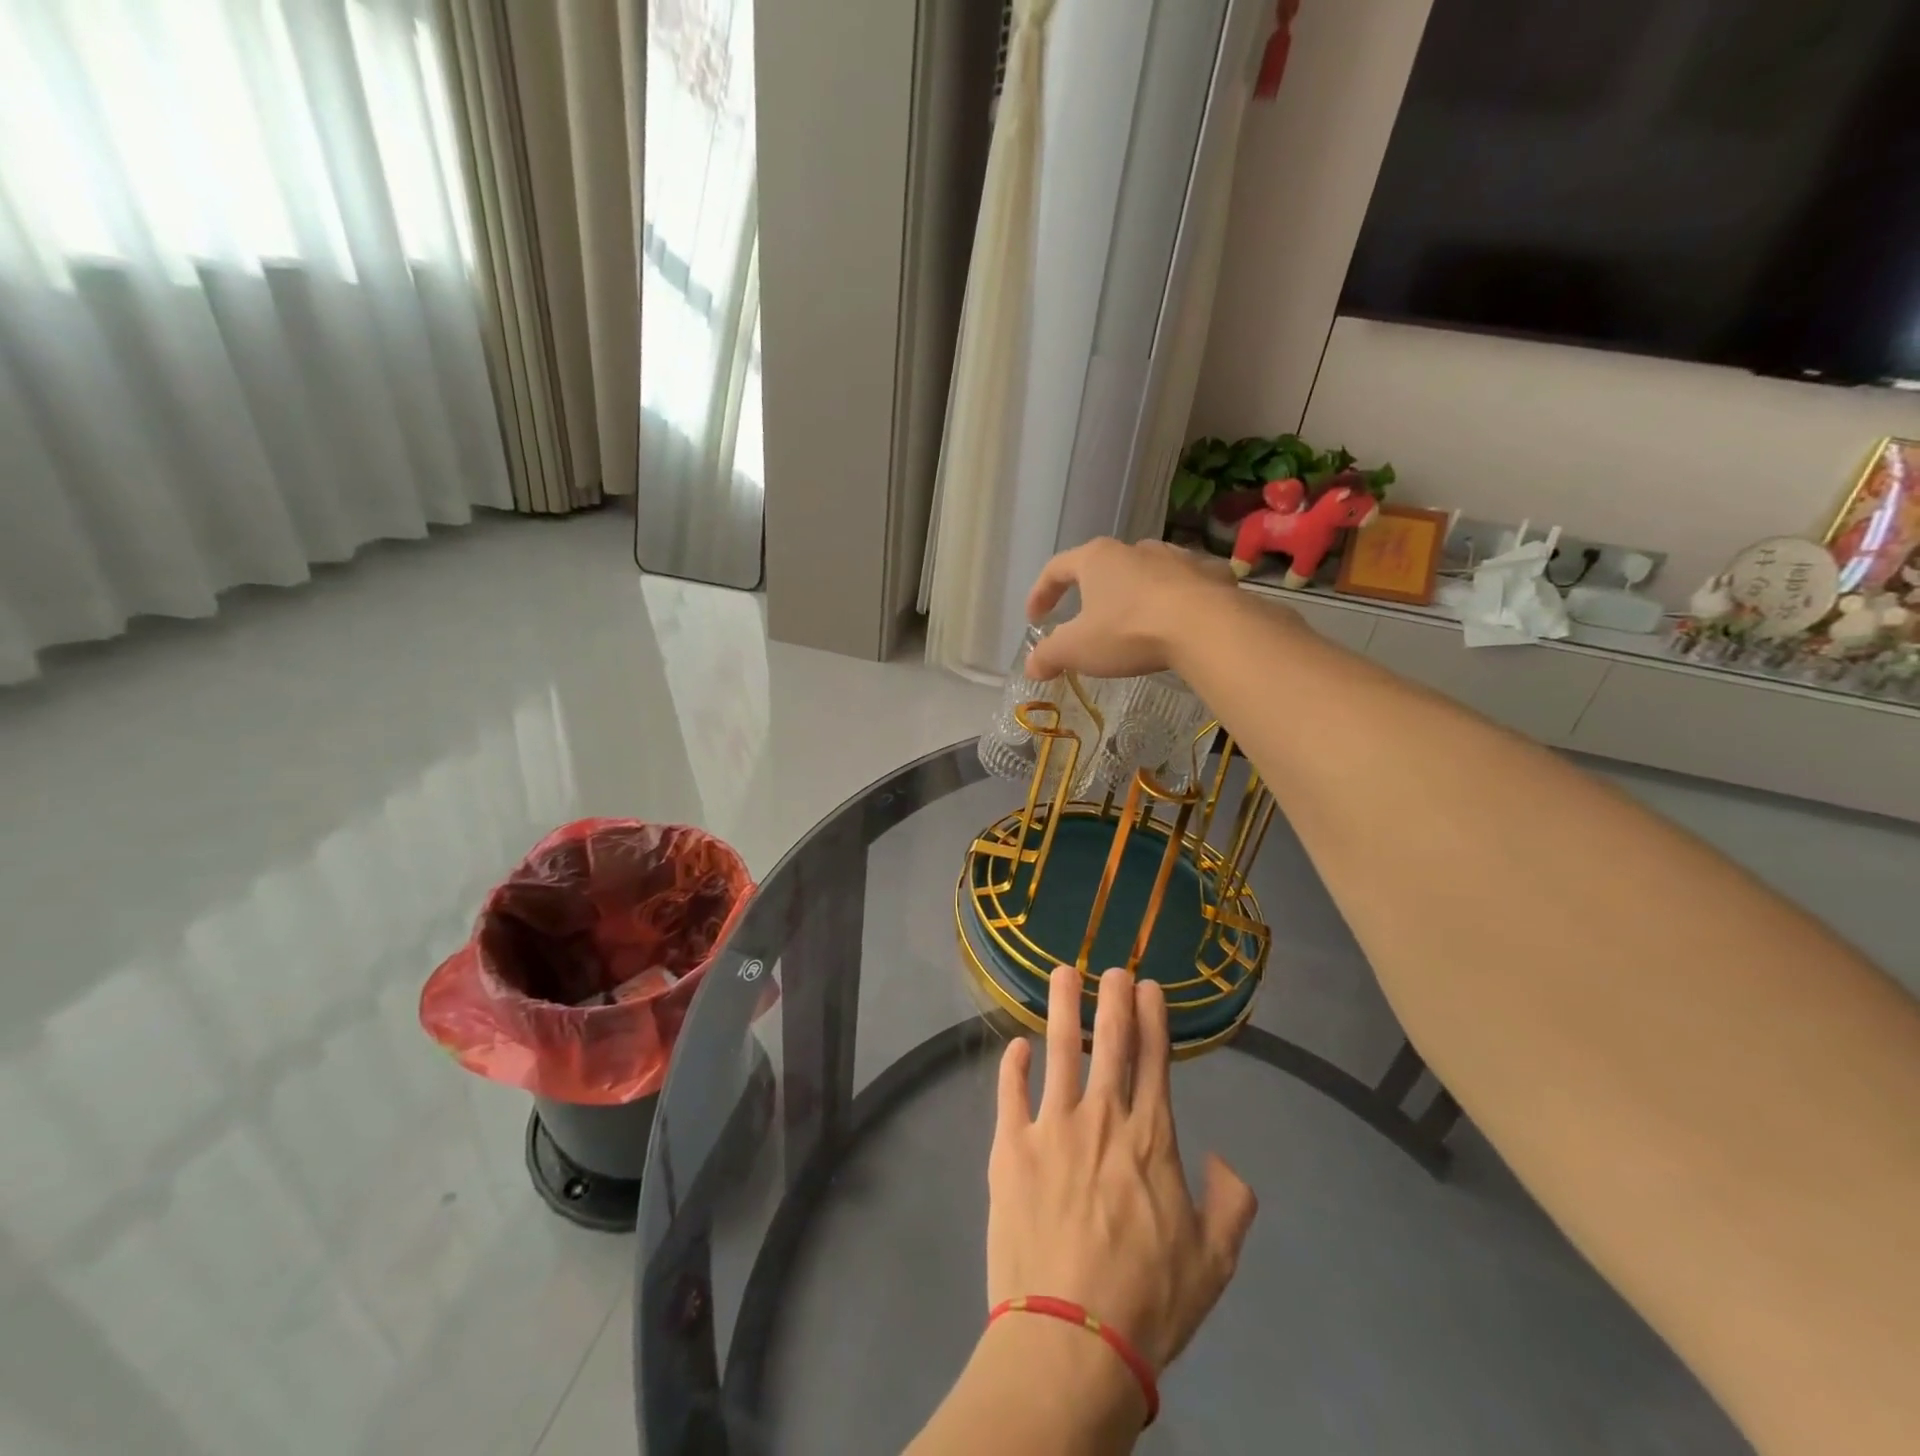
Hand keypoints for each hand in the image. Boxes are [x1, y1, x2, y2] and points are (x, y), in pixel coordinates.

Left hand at [987, 966, 1258, 1372]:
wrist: (1071, 1338)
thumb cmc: (1147, 1303)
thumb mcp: (1214, 1263)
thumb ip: (1231, 1205)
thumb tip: (1226, 1160)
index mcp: (1150, 1139)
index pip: (1154, 1059)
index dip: (1154, 1017)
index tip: (1149, 985)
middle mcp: (1102, 1118)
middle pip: (1110, 1041)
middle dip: (1113, 997)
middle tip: (1112, 966)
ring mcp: (1052, 1127)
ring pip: (1060, 1050)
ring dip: (1062, 1007)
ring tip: (1061, 973)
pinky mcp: (1011, 1146)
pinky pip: (1011, 1092)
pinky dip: (1013, 1065)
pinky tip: (1017, 1046)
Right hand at [1024, 539, 1239, 681]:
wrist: (1206, 626)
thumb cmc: (1129, 631)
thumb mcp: (1077, 649)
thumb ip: (1049, 656)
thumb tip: (1031, 666)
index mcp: (1096, 559)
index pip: (1056, 569)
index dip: (1040, 593)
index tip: (1035, 618)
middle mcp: (1134, 549)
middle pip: (1103, 568)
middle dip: (1090, 594)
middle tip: (1085, 622)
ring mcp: (1175, 557)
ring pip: (1145, 573)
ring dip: (1133, 595)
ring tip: (1132, 623)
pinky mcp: (1209, 573)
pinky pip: (1184, 585)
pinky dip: (1174, 599)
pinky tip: (1176, 621)